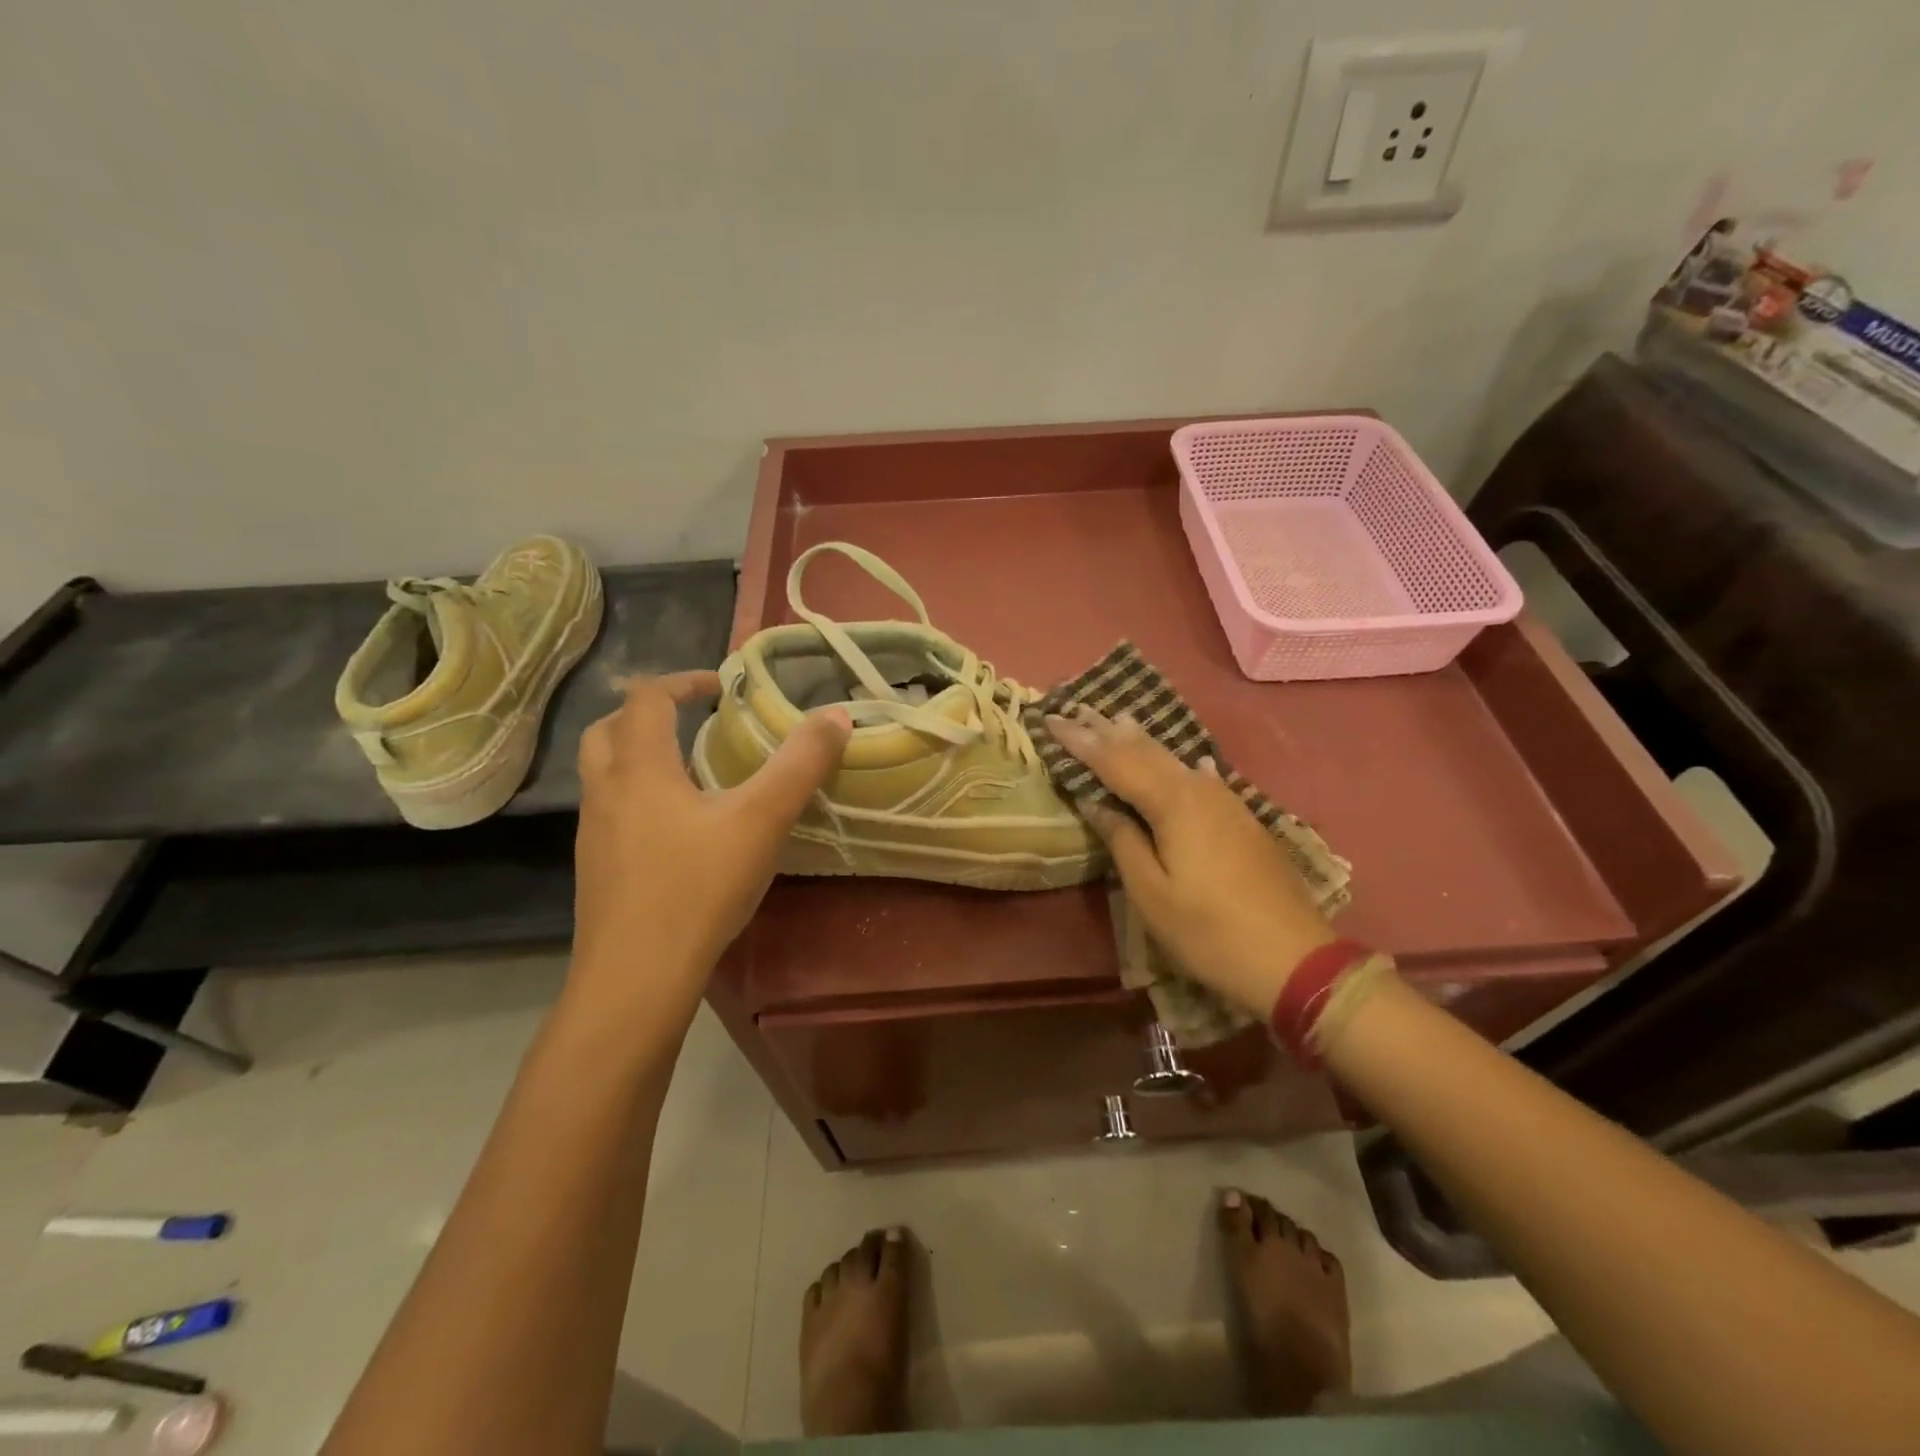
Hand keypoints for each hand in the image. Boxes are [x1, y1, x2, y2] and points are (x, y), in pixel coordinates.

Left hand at [570, 671, 849, 1023]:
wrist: (636, 979)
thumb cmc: (697, 889)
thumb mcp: (761, 821)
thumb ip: (801, 765)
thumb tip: (836, 716)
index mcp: (639, 768)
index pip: (647, 698)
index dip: (683, 680)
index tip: (721, 686)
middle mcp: (606, 792)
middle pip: (609, 729)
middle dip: (650, 714)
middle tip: (695, 721)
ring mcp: (594, 834)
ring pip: (604, 773)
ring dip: (639, 755)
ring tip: (690, 771)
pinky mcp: (596, 870)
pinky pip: (610, 811)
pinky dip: (637, 797)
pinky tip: (677, 830)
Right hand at [1044, 708, 1334, 1014]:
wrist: (1294, 958)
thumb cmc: (1208, 931)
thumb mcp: (1151, 893)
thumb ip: (1122, 840)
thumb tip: (1096, 803)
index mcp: (1173, 803)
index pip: (1115, 761)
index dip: (1081, 741)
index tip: (1051, 719)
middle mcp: (1199, 790)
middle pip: (1146, 752)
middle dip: (1108, 731)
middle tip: (1078, 709)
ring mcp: (1227, 803)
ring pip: (1175, 761)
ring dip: (1142, 741)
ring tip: (1118, 720)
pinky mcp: (1242, 820)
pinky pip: (1201, 778)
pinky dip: (1181, 764)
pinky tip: (1191, 761)